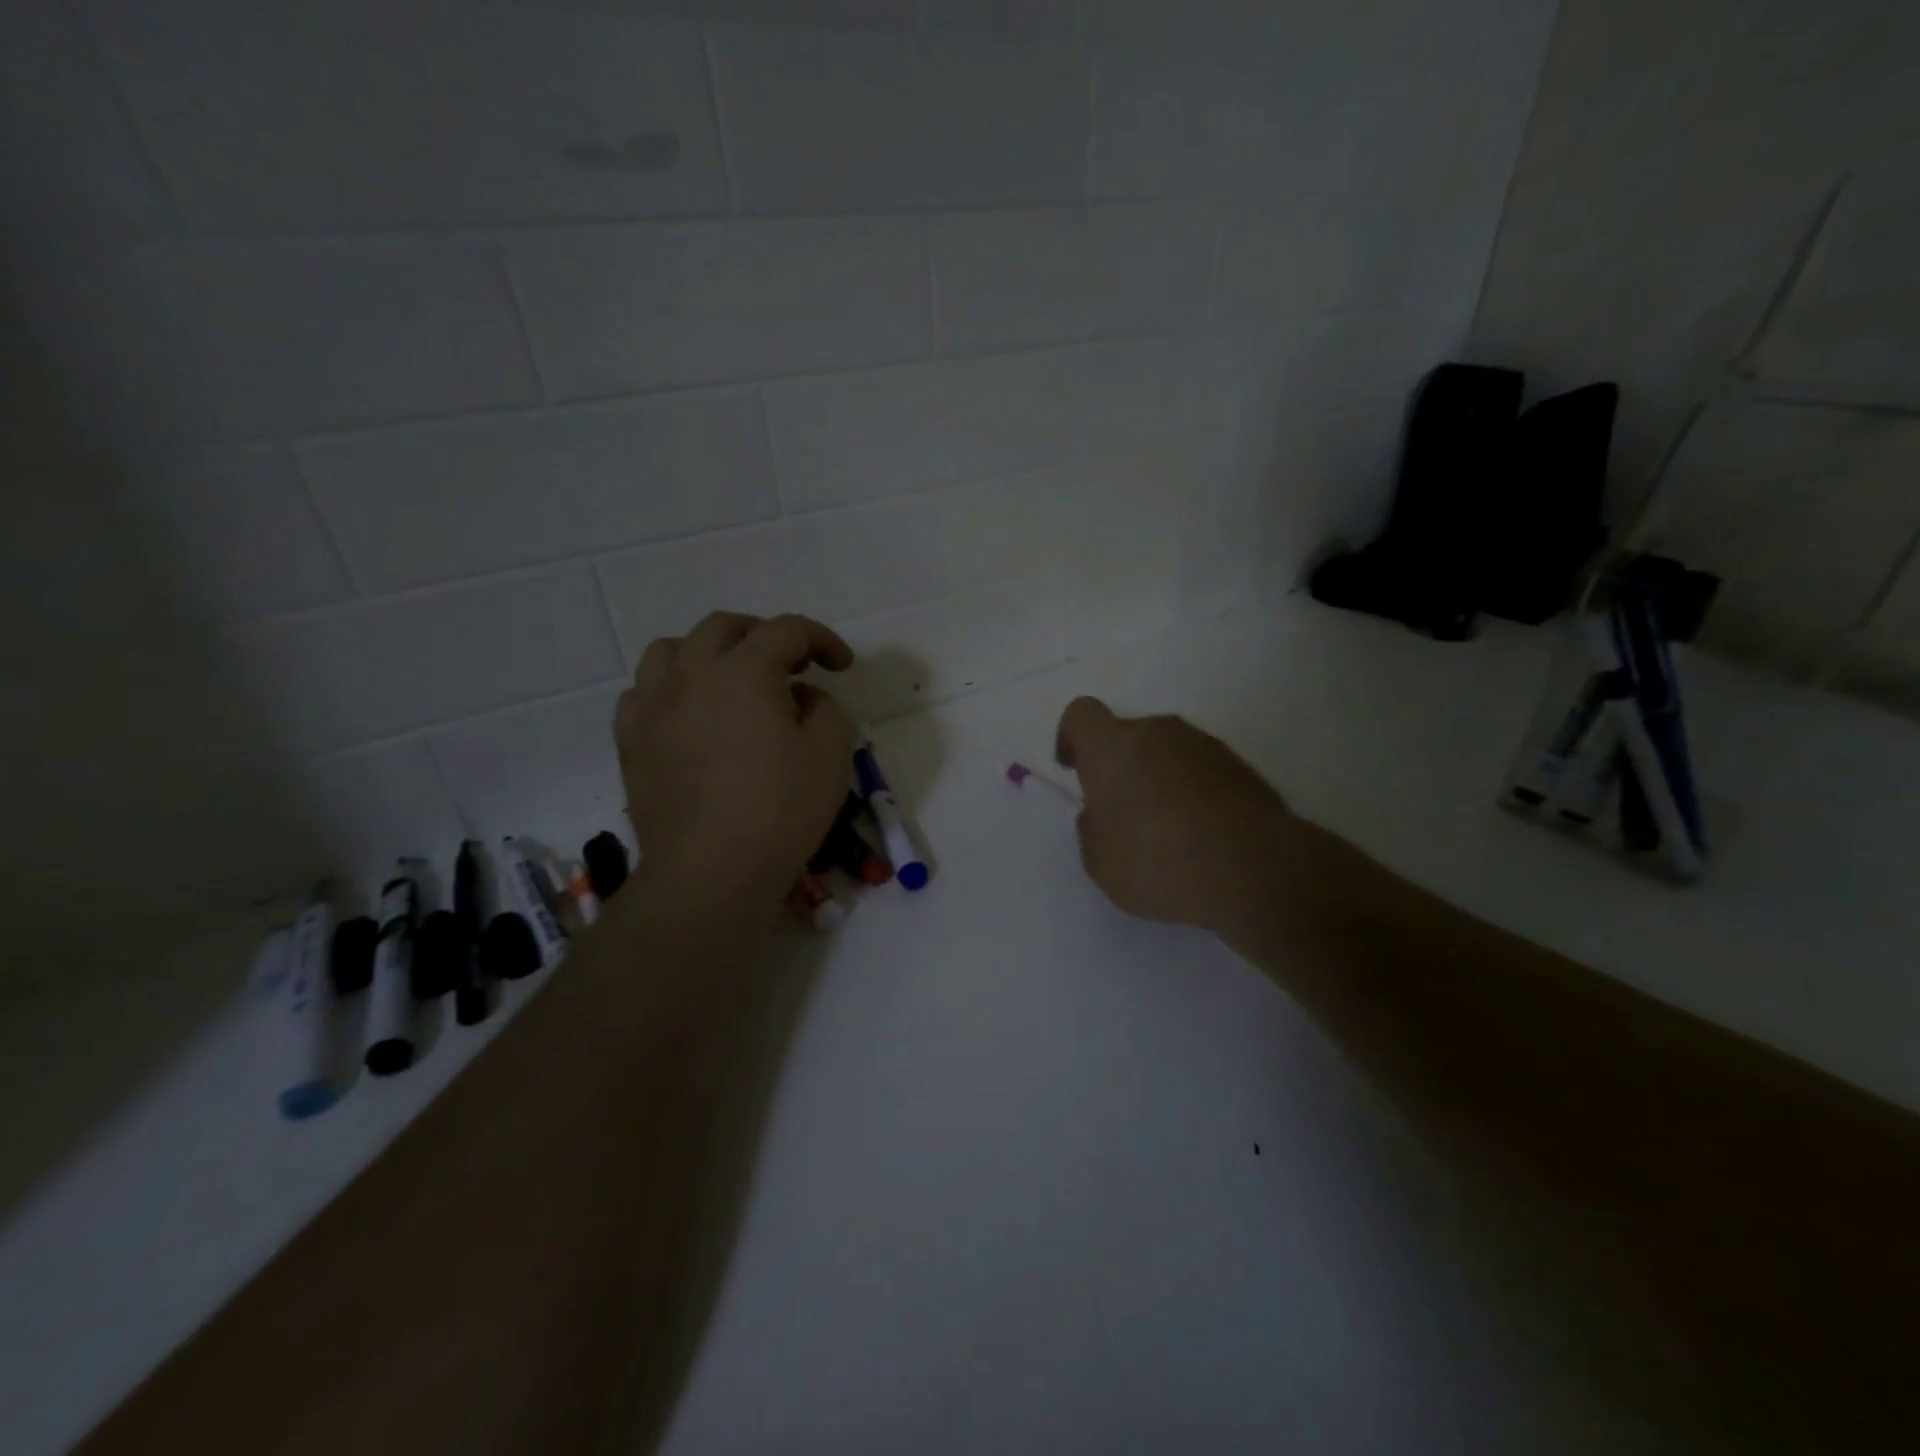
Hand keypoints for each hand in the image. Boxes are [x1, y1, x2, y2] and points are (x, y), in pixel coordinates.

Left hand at [615, 611, 854, 921]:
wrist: (709, 873)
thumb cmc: (780, 812)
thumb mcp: (829, 754)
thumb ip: (824, 708)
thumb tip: (801, 695)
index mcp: (744, 671)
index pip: (787, 630)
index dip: (822, 639)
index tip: (842, 665)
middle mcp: (691, 674)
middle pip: (725, 627)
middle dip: (765, 635)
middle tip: (791, 666)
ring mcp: (652, 705)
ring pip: (673, 649)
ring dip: (710, 652)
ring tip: (732, 680)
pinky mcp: (630, 739)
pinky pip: (644, 690)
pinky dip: (672, 687)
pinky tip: (690, 714)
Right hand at [1054, 696, 1299, 937]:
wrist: (1253, 868)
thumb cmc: (1157, 861)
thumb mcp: (1099, 861)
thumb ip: (1092, 828)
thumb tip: (1101, 813)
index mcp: (1112, 747)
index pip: (1081, 714)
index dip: (1071, 737)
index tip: (1072, 768)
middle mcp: (1158, 732)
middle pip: (1128, 734)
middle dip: (1120, 765)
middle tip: (1121, 811)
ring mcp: (1205, 745)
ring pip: (1167, 751)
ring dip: (1158, 778)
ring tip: (1165, 829)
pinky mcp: (1241, 767)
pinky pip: (1201, 771)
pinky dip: (1193, 792)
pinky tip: (1199, 834)